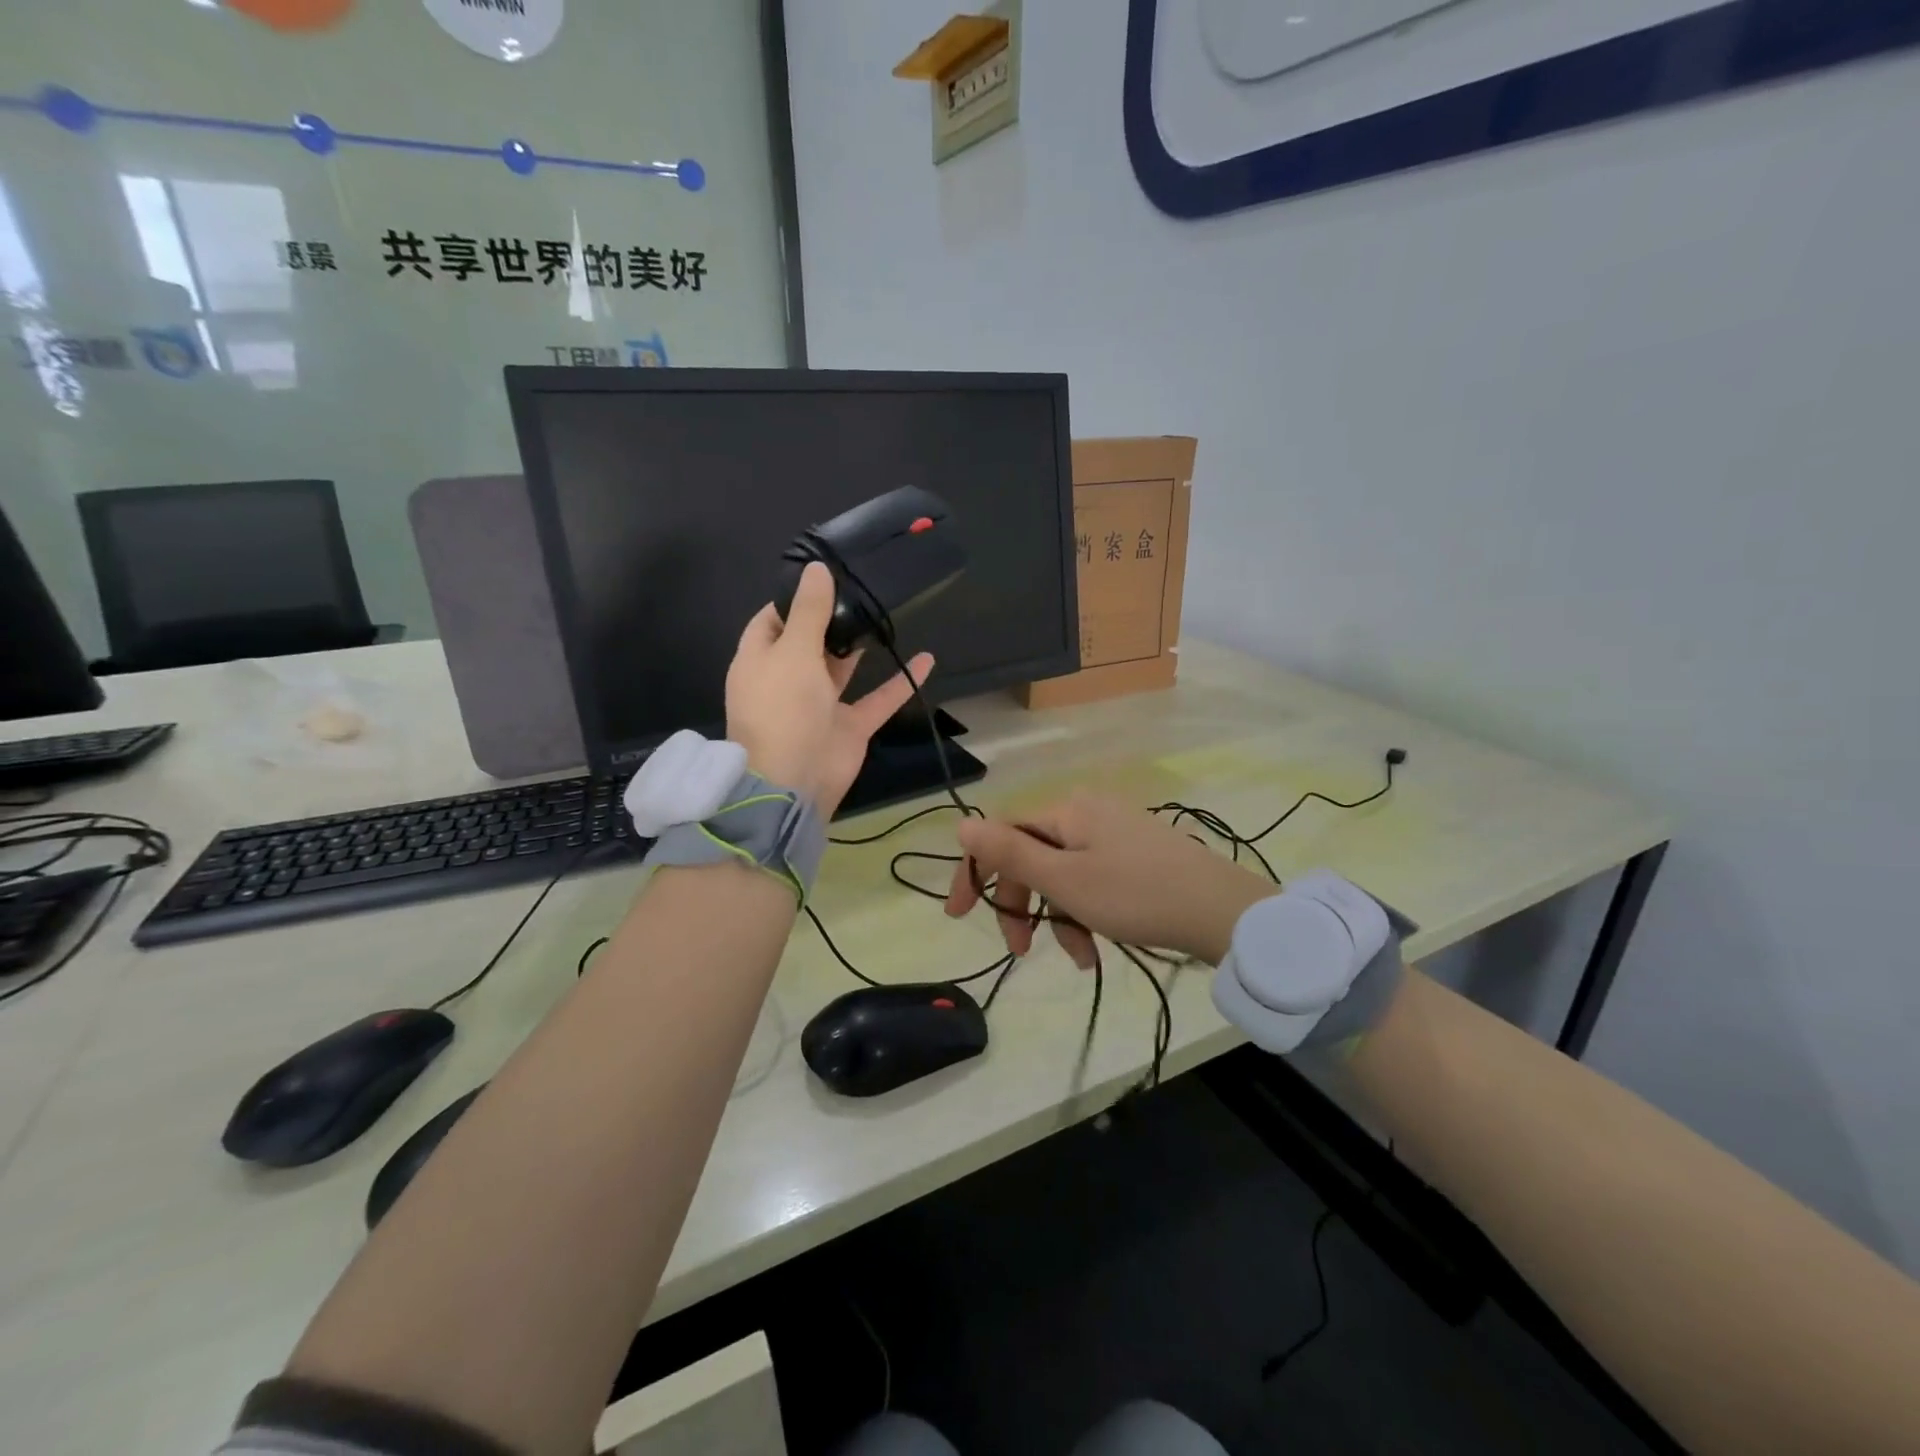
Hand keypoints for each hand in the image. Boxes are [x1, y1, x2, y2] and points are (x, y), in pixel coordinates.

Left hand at [726, 561, 931, 817]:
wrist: (793, 781)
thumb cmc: (783, 709)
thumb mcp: (793, 652)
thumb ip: (809, 612)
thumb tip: (816, 568)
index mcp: (760, 662)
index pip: (771, 621)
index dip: (793, 600)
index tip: (823, 578)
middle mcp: (787, 681)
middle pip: (807, 643)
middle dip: (830, 619)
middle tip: (861, 590)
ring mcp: (819, 705)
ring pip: (841, 669)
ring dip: (859, 647)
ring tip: (884, 613)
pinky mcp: (848, 726)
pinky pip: (878, 699)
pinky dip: (901, 682)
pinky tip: (927, 658)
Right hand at [944, 794, 1275, 966]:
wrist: (1224, 912)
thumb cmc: (1136, 895)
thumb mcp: (1065, 880)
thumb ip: (1010, 853)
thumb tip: (962, 822)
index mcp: (1066, 811)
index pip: (1002, 834)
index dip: (976, 872)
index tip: (960, 916)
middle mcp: (1087, 812)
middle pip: (1032, 856)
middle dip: (1022, 904)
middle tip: (1021, 949)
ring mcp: (1115, 833)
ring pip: (1063, 875)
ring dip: (1059, 917)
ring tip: (1080, 958)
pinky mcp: (1137, 855)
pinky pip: (1092, 880)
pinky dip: (1086, 913)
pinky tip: (1098, 947)